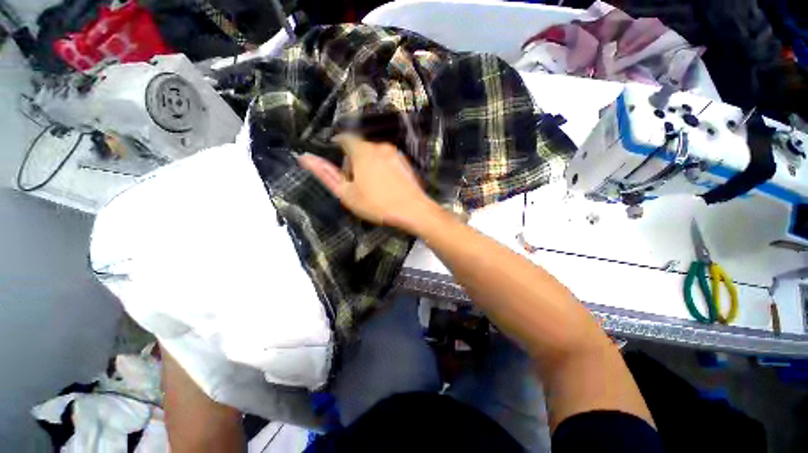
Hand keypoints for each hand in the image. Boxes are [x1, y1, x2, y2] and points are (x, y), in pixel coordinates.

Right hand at [298, 135, 437, 232]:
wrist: (413, 211)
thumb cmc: (377, 204)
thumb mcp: (347, 193)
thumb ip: (326, 174)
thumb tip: (304, 157)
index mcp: (363, 151)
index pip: (345, 138)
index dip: (338, 148)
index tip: (339, 166)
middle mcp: (380, 146)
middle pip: (361, 147)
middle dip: (354, 161)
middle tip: (355, 183)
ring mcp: (396, 154)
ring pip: (375, 154)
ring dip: (369, 165)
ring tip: (372, 187)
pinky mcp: (406, 163)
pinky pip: (388, 161)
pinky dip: (383, 169)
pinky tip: (387, 187)